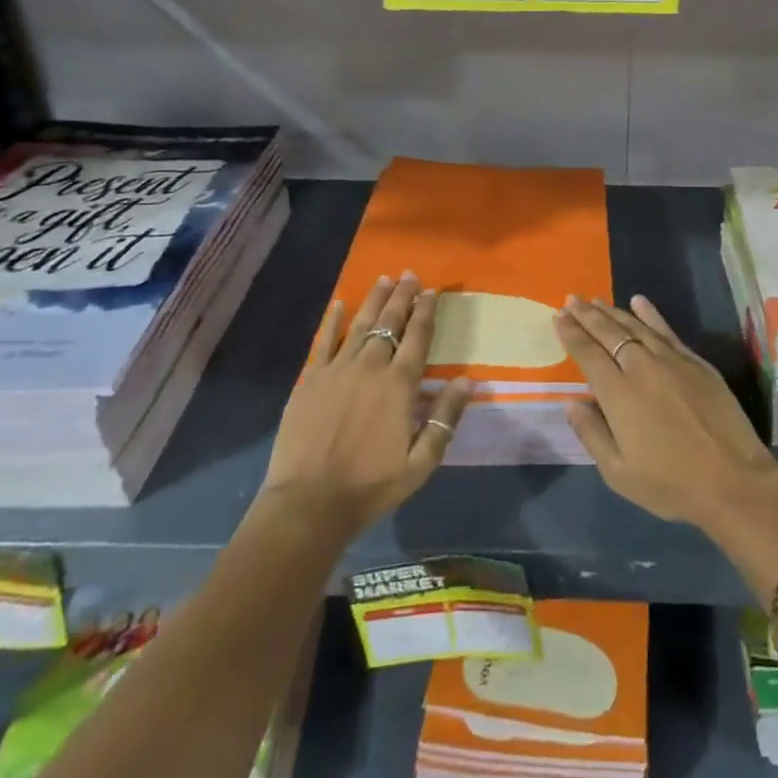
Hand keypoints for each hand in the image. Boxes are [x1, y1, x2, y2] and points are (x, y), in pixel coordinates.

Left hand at [261, 272, 473, 534]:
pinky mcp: (310, 380)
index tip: (432, 291)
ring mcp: (337, 370)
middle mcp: (370, 367)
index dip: (426, 312)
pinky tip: (339, 303)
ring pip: (360, 325)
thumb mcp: (420, 462)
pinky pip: (323, 341)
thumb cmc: (370, 486)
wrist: (309, 503)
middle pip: (389, 323)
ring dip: (373, 300)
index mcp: (399, 385)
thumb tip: (468, 380)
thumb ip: (445, 419)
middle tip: (410, 274)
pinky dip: (332, 320)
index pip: (417, 338)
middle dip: (402, 297)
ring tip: (384, 279)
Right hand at [555, 295, 777, 548]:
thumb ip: (591, 433)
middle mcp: (641, 367)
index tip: (558, 316)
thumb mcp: (619, 473)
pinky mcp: (695, 361)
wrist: (733, 480)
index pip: (588, 353)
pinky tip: (638, 301)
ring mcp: (671, 360)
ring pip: (635, 326)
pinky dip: (650, 314)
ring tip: (595, 300)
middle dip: (587, 315)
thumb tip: (571, 401)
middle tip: (571, 299)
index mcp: (618, 393)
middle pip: (608, 333)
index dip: (571, 334)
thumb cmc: (671, 483)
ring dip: (612, 311)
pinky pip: (666, 329)